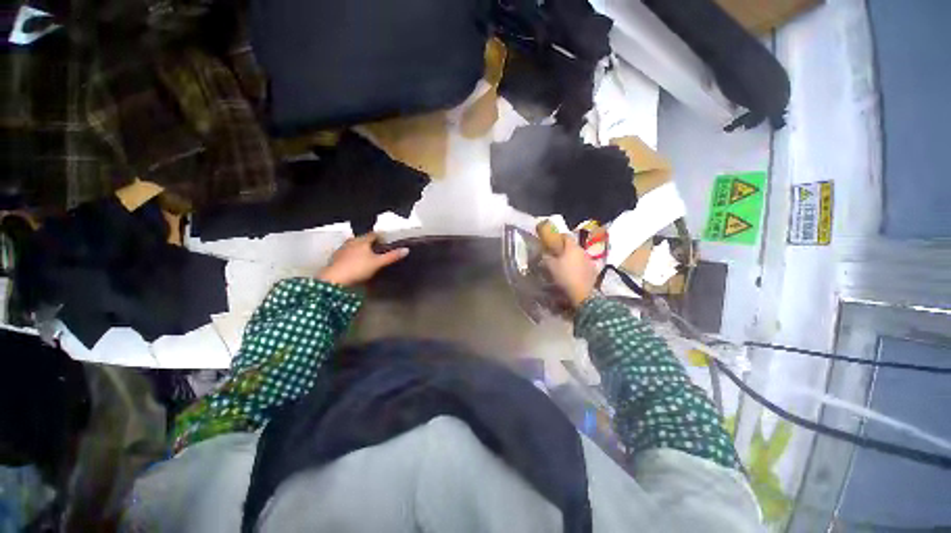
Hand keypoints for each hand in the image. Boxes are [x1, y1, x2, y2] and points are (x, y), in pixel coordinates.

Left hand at [318, 233, 408, 286]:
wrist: (335, 279)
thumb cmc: (358, 268)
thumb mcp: (378, 263)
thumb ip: (392, 256)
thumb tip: (406, 250)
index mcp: (362, 241)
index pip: (373, 234)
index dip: (380, 236)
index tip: (386, 241)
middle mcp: (351, 242)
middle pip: (362, 239)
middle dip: (369, 242)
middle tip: (377, 249)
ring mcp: (342, 250)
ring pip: (353, 246)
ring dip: (360, 249)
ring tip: (367, 256)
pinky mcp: (335, 258)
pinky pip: (347, 253)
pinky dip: (352, 256)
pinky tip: (355, 263)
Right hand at [543, 235, 597, 307]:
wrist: (581, 293)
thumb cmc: (564, 276)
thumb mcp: (550, 266)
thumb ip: (547, 257)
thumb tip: (545, 252)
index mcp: (572, 247)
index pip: (565, 236)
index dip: (558, 237)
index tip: (552, 242)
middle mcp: (582, 250)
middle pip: (572, 245)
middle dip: (565, 249)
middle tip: (556, 255)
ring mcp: (589, 260)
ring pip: (578, 254)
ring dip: (572, 257)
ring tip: (565, 265)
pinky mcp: (593, 270)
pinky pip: (583, 263)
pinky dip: (578, 265)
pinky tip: (573, 272)